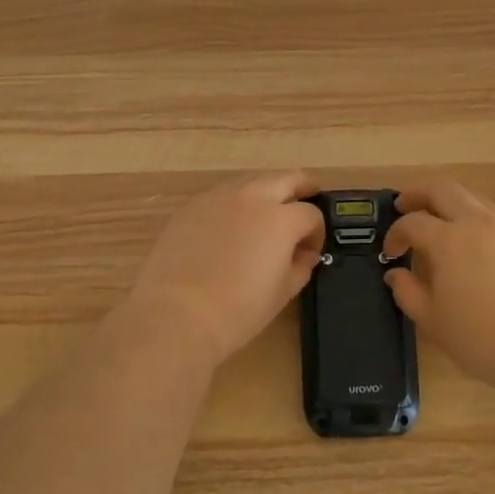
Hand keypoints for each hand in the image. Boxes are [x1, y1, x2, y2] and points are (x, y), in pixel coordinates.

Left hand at [126, 171, 325, 368]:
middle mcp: (253, 197)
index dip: (316, 233)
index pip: (311, 214)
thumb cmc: (238, 310)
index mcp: (281, 218)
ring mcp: (218, 198)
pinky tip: (230, 224)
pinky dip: (234, 202)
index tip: (310, 251)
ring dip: (266, 190)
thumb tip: (304, 253)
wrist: (177, 315)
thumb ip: (301, 265)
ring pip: (251, 181)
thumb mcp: (283, 292)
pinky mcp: (191, 206)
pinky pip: (221, 195)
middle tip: (309, 195)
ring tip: (267, 210)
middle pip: (286, 178)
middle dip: (302, 187)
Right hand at [381, 178, 494, 392]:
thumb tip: (396, 274)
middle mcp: (479, 224)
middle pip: (443, 189)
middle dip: (419, 193)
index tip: (391, 252)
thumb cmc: (485, 338)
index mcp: (449, 240)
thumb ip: (409, 293)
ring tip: (445, 228)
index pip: (412, 223)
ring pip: (476, 202)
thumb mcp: (434, 322)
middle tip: (406, 205)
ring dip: (453, 207)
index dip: (395, 233)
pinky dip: (483, 230)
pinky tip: (485, 258)